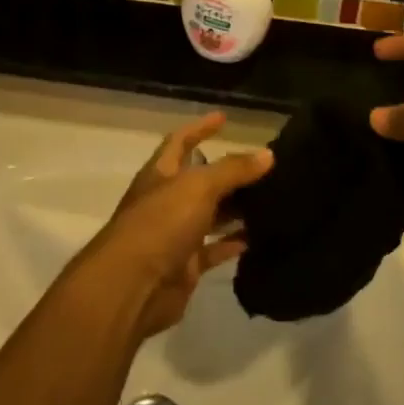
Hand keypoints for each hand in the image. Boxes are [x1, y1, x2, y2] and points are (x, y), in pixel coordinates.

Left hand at [73, 113, 272, 339]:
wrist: (132, 286)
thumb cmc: (160, 223)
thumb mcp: (198, 187)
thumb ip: (233, 170)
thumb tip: (267, 154)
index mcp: (160, 174)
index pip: (180, 141)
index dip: (200, 128)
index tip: (223, 118)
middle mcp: (166, 200)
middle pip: (200, 180)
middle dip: (228, 172)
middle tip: (264, 166)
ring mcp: (175, 234)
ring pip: (211, 215)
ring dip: (236, 208)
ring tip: (271, 199)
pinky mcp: (186, 266)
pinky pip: (214, 250)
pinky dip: (234, 243)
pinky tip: (259, 237)